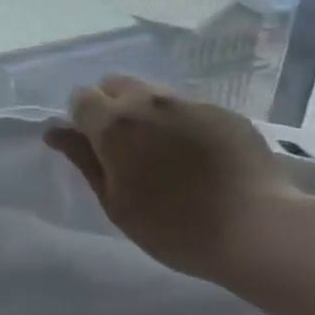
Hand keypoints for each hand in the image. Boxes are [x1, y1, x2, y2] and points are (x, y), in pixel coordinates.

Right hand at [45, 76, 304, 283]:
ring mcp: (190, 103)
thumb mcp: (116, 203)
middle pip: (115, 84)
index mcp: (114, 124)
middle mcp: (148, 102)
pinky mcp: (224, 112)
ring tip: (164, 150)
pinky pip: (188, 107)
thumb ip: (83, 160)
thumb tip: (55, 131)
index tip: (95, 149)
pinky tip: (198, 156)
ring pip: (152, 92)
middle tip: (125, 147)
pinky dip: (181, 122)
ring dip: (146, 111)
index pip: (81, 98)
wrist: (260, 230)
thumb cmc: (174, 227)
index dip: (82, 120)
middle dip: (111, 106)